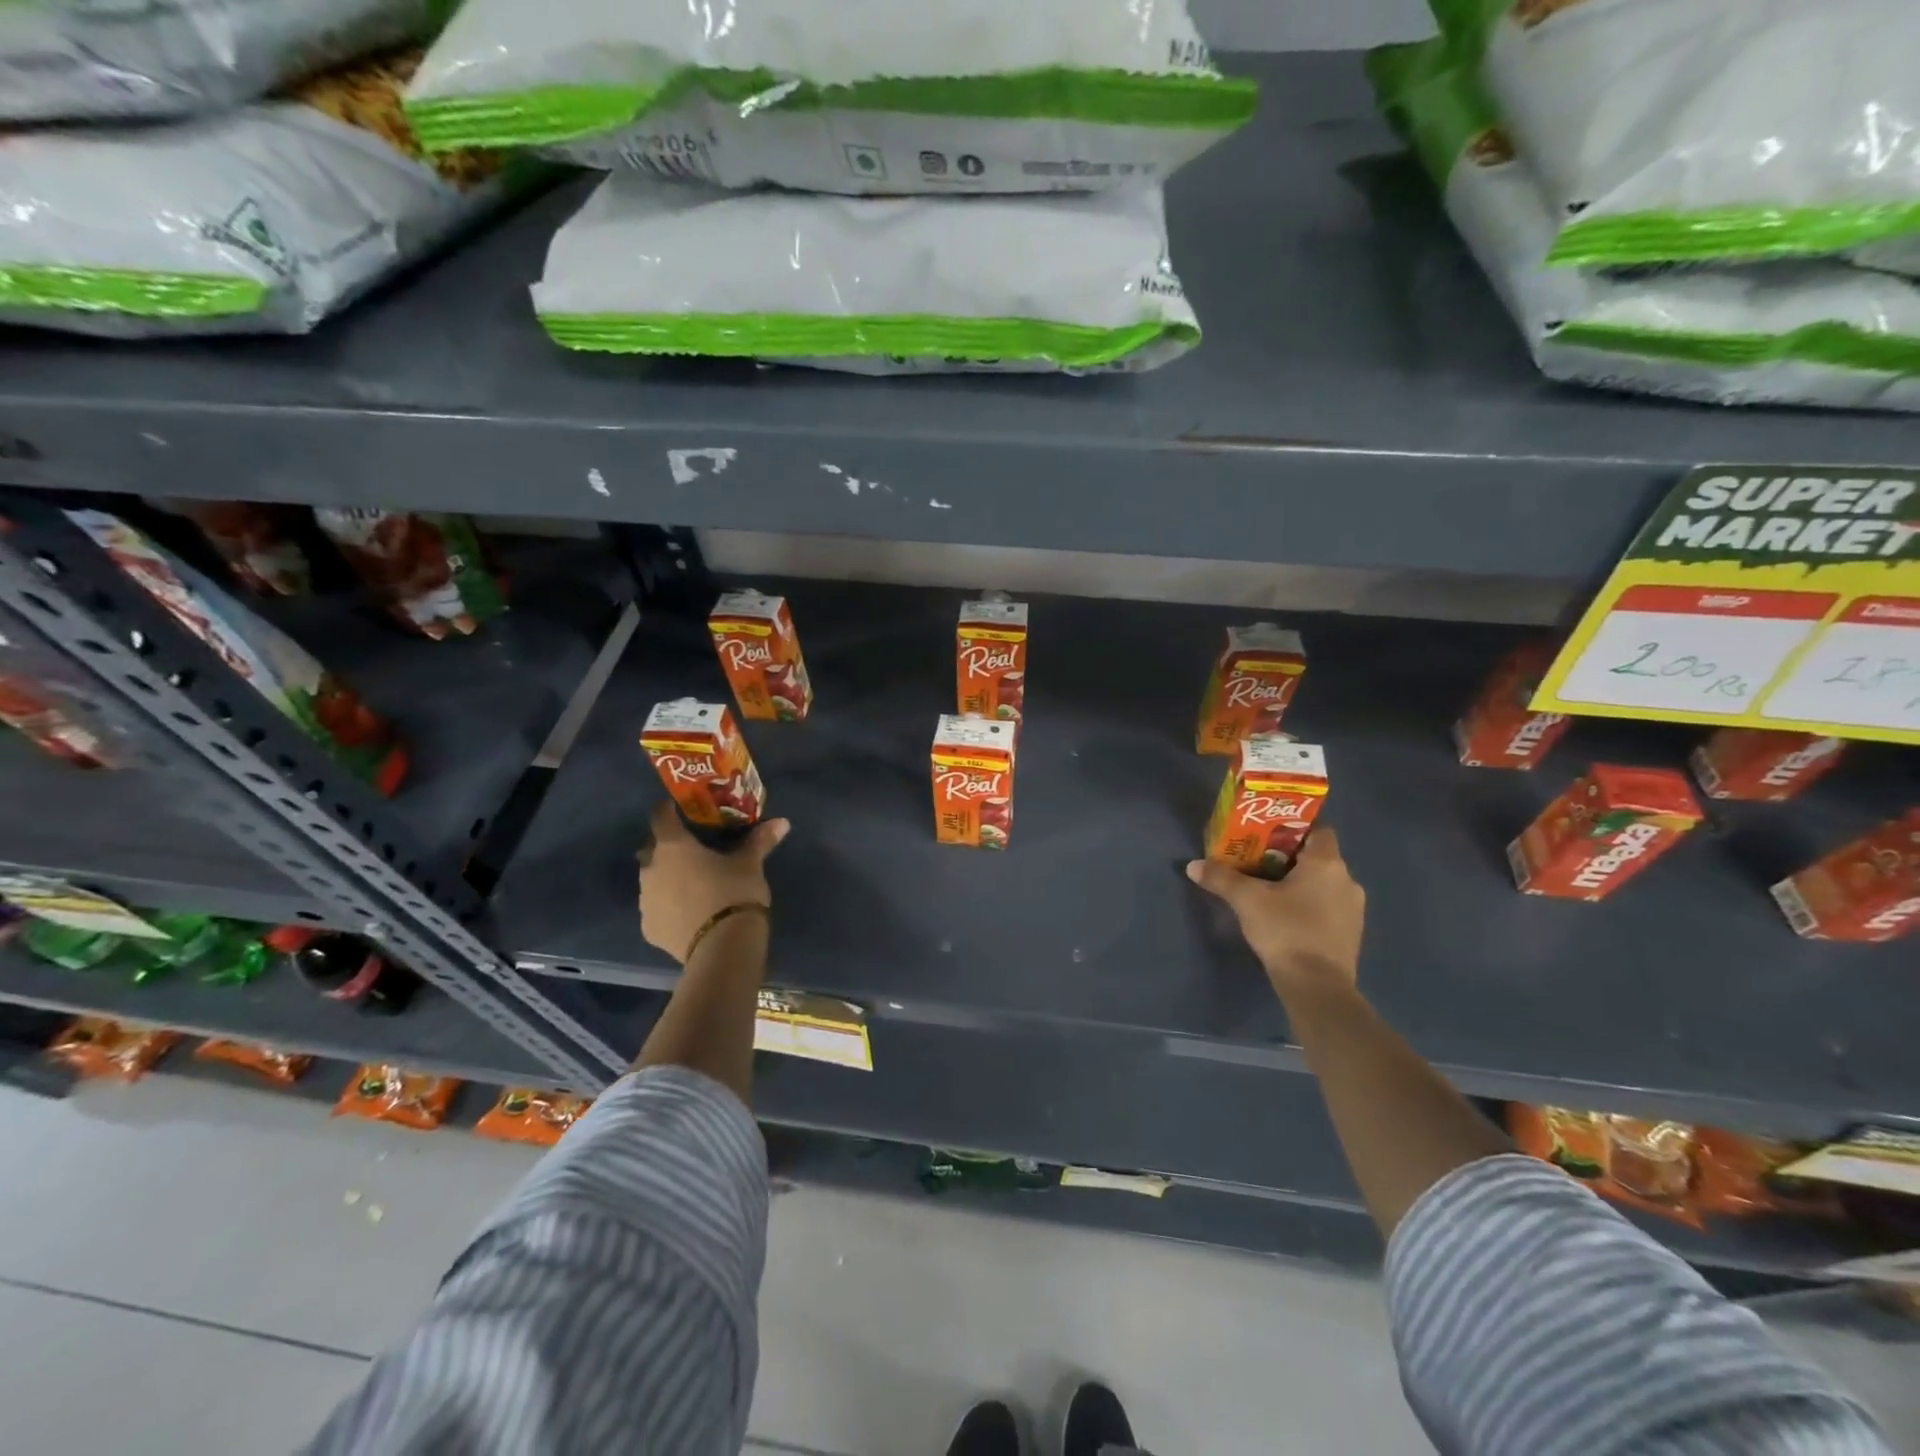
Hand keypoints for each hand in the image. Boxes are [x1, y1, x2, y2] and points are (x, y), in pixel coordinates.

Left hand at [637, 800, 789, 963]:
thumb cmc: (734, 893)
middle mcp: (650, 869)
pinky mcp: (649, 929)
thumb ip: (760, 840)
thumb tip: (782, 822)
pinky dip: (668, 906)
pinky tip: (687, 912)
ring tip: (691, 884)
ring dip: (666, 878)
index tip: (681, 809)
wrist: (721, 947)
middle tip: (691, 850)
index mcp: (672, 846)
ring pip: (651, 880)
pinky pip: (656, 909)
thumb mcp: (750, 864)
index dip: (668, 810)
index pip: (660, 816)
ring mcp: (645, 901)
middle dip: (666, 847)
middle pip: (651, 849)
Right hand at [1186, 828, 1365, 996]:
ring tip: (1269, 891)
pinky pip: (1329, 907)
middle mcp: (1347, 880)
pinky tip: (1286, 917)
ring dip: (1301, 884)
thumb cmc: (1286, 930)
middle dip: (1289, 858)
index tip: (1267, 836)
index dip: (1294, 829)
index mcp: (1327, 863)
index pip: (1318, 830)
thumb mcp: (1247, 900)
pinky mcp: (1350, 933)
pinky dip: (1310, 905)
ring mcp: (1353, 909)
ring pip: (1324, 883)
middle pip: (1318, 857)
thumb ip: (1221, 878)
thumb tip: (1193, 865)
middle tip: (1258, 862)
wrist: (1317, 987)